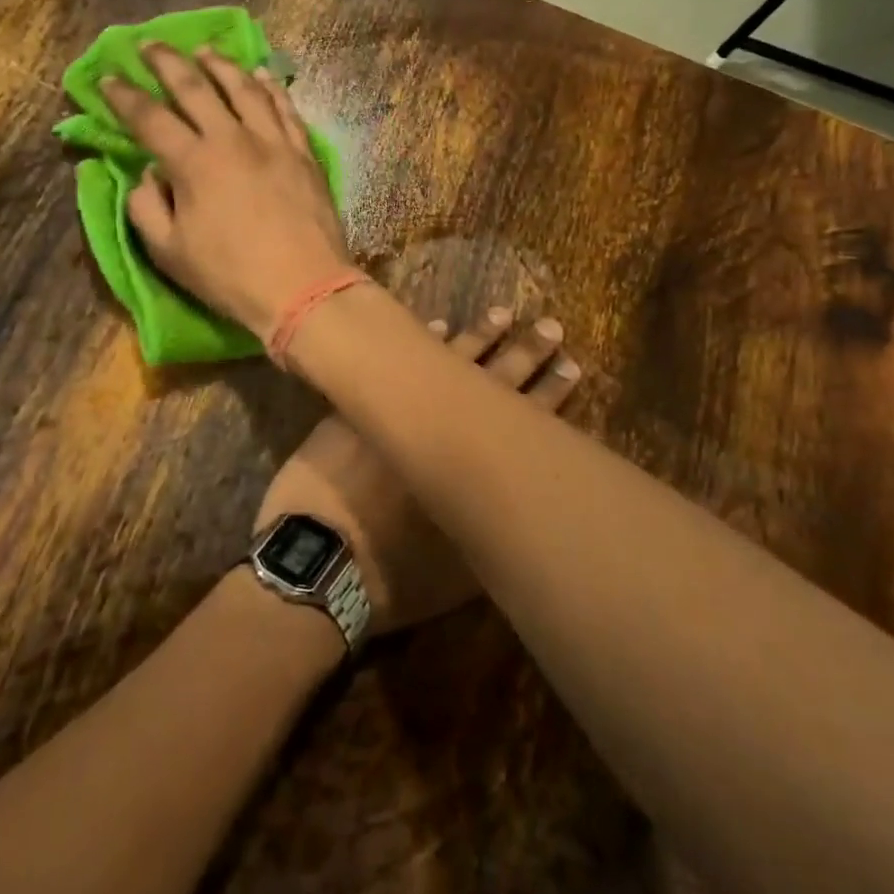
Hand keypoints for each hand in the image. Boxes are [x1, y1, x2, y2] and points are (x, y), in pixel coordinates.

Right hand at [100, 45, 352, 341]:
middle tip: (149, 44)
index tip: (107, 79)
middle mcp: (232, 139)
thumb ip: (147, 208)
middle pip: (195, 87)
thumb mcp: (170, 253)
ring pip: (244, 88)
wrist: (304, 288)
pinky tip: (262, 75)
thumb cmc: (231, 277)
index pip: (150, 118)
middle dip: (167, 62)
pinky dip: (271, 88)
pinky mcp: (303, 153)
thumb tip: (148, 175)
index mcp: (193, 163)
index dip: (124, 97)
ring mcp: (273, 142)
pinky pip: (285, 109)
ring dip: (220, 65)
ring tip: (205, 51)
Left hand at [254, 308, 577, 637]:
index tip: (572, 366)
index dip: (551, 393)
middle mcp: (446, 429)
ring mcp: (402, 408)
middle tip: (551, 328)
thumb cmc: (396, 577)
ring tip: (504, 316)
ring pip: (450, 362)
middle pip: (495, 381)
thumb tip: (513, 503)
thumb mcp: (465, 571)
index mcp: (477, 470)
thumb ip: (492, 528)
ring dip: (479, 338)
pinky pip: (399, 361)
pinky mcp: (365, 402)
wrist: (321, 561)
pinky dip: (420, 346)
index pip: (526, 420)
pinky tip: (437, 327)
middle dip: (526, 354)